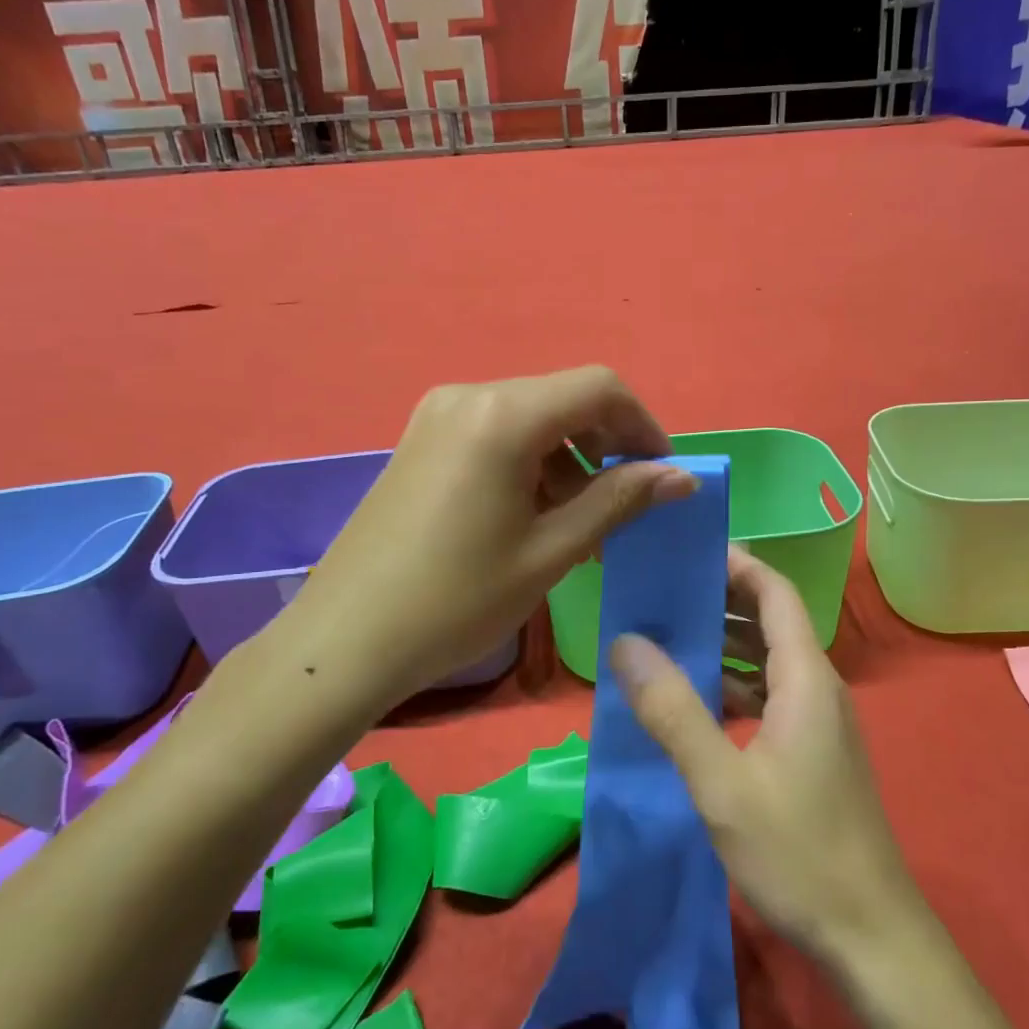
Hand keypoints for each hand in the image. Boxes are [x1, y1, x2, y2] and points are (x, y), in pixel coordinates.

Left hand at [275, 366, 694, 704]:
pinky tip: (537, 517)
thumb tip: (683, 477)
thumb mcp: (551, 550)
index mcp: (503, 414)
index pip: (600, 388)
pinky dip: (532, 466)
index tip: (664, 475)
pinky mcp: (422, 441)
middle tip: (628, 507)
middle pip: (564, 400)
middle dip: (607, 446)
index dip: (644, 426)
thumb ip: (619, 501)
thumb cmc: (457, 599)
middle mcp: (469, 395)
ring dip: (570, 461)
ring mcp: (438, 416)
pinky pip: (496, 436)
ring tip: (584, 526)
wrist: (346, 640)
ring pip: (532, 419)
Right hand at [610, 548, 922, 969]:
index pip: (775, 591)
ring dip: (722, 644)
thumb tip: (626, 642)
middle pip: (770, 620)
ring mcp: (819, 721)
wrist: (872, 937)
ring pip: (767, 661)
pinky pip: (769, 696)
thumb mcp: (723, 782)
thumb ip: (674, 710)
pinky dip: (732, 685)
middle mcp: (817, 687)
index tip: (685, 550)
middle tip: (659, 592)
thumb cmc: (799, 852)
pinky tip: (693, 702)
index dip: (736, 563)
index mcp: (805, 677)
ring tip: (664, 637)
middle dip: (719, 599)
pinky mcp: (813, 751)